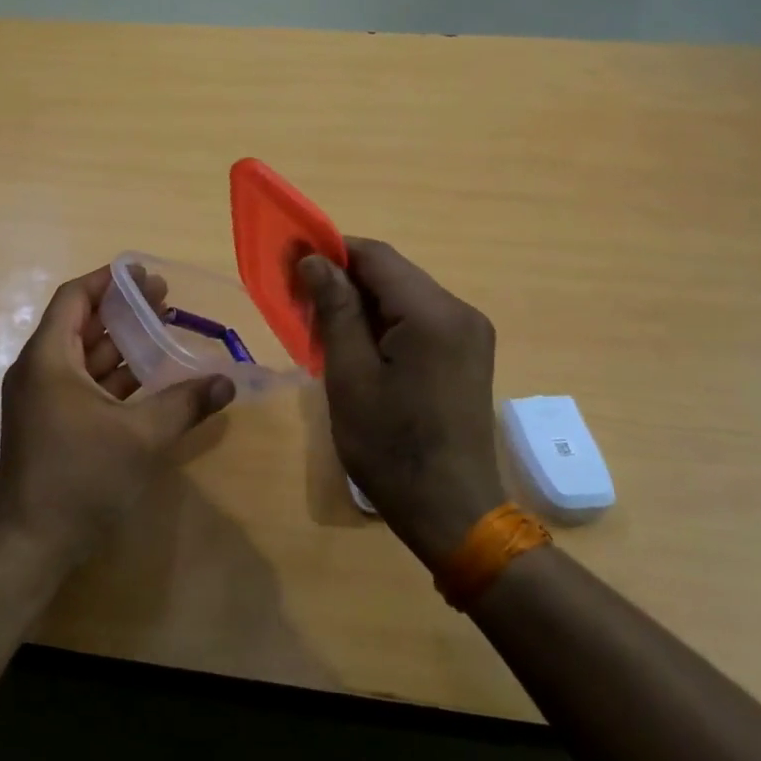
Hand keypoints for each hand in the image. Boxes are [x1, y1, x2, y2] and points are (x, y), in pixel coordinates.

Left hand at [0, 265, 235, 568]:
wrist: (33, 545)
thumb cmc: (81, 478)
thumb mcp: (141, 437)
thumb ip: (185, 404)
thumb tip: (227, 382)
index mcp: (49, 360)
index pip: (74, 299)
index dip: (108, 281)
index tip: (143, 274)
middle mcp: (39, 372)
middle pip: (81, 325)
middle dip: (122, 310)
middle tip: (165, 299)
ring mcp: (42, 400)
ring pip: (84, 357)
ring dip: (121, 344)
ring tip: (163, 330)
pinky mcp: (50, 424)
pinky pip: (83, 385)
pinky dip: (113, 376)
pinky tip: (148, 377)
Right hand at [298, 239, 504, 568]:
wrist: (450, 510)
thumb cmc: (391, 447)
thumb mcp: (350, 376)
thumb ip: (334, 310)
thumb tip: (313, 259)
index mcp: (434, 314)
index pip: (376, 256)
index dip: (331, 250)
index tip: (290, 261)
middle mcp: (461, 311)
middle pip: (393, 273)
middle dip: (343, 278)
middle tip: (299, 299)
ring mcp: (470, 332)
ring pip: (404, 295)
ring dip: (361, 301)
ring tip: (321, 325)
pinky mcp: (468, 352)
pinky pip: (419, 319)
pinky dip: (383, 321)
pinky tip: (357, 344)